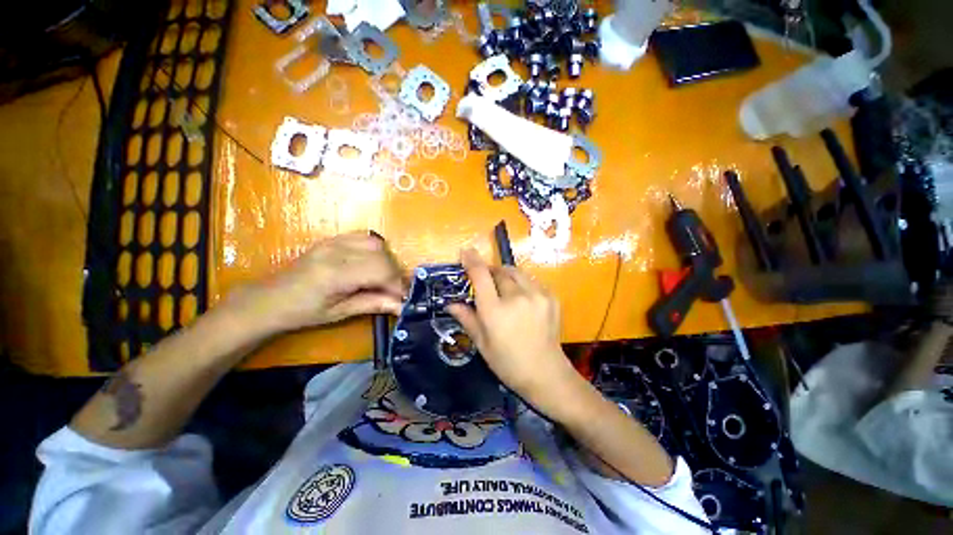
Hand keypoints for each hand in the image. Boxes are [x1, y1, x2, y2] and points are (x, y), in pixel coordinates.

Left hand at [230, 232, 404, 333]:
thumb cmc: (303, 312)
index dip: (396, 284)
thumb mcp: (339, 313)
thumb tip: (402, 306)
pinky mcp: (332, 239)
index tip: (402, 297)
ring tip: (383, 276)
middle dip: (394, 273)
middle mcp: (336, 252)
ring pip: (376, 242)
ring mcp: (333, 242)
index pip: (380, 270)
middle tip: (393, 290)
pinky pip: (364, 236)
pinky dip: (375, 249)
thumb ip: (373, 304)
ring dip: (386, 260)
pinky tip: (372, 262)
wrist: (270, 299)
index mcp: (335, 274)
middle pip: (381, 255)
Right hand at [448, 249, 583, 416]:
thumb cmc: (507, 362)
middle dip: (490, 272)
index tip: (466, 251)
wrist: (545, 373)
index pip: (480, 275)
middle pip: (500, 271)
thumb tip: (450, 303)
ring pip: (516, 272)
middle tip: (487, 282)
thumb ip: (466, 318)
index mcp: (495, 311)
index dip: (472, 260)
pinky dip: (522, 283)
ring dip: (507, 275)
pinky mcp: (551, 297)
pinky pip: (531, 280)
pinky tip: (522, 298)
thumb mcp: (482, 343)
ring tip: (505, 289)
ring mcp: (537, 295)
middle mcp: (517, 298)